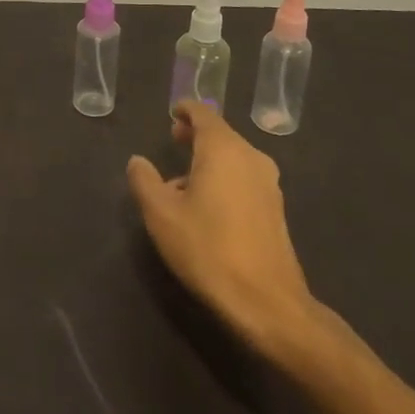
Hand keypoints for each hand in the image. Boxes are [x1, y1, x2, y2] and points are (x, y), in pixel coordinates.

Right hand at [127, 101, 324, 353]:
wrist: (267, 303)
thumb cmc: (208, 249)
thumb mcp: (161, 215)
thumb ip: (144, 181)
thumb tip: (138, 161)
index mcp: (223, 149)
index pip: (204, 113)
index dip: (186, 110)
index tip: (172, 113)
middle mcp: (250, 157)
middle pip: (221, 134)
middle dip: (196, 135)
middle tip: (174, 139)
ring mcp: (268, 184)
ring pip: (234, 158)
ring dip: (209, 160)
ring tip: (183, 182)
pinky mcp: (276, 209)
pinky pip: (244, 179)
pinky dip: (225, 179)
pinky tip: (208, 207)